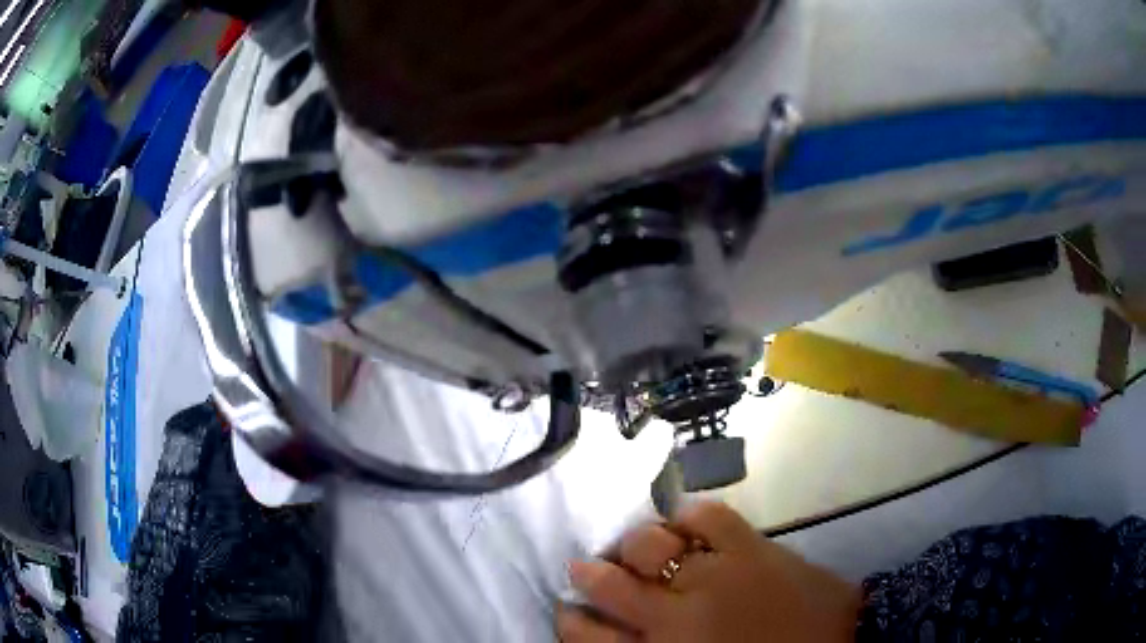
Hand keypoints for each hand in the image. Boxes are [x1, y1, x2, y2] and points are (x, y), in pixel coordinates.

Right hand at [557, 501, 859, 641]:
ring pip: (648, 546)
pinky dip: (690, 514)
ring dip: (635, 544)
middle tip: (588, 568)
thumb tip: (626, 639)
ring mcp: (712, 576)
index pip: (587, 638)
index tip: (569, 613)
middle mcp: (673, 615)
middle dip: (590, 575)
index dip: (571, 622)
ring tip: (640, 546)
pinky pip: (707, 517)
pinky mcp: (749, 548)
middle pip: (608, 585)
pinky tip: (685, 521)